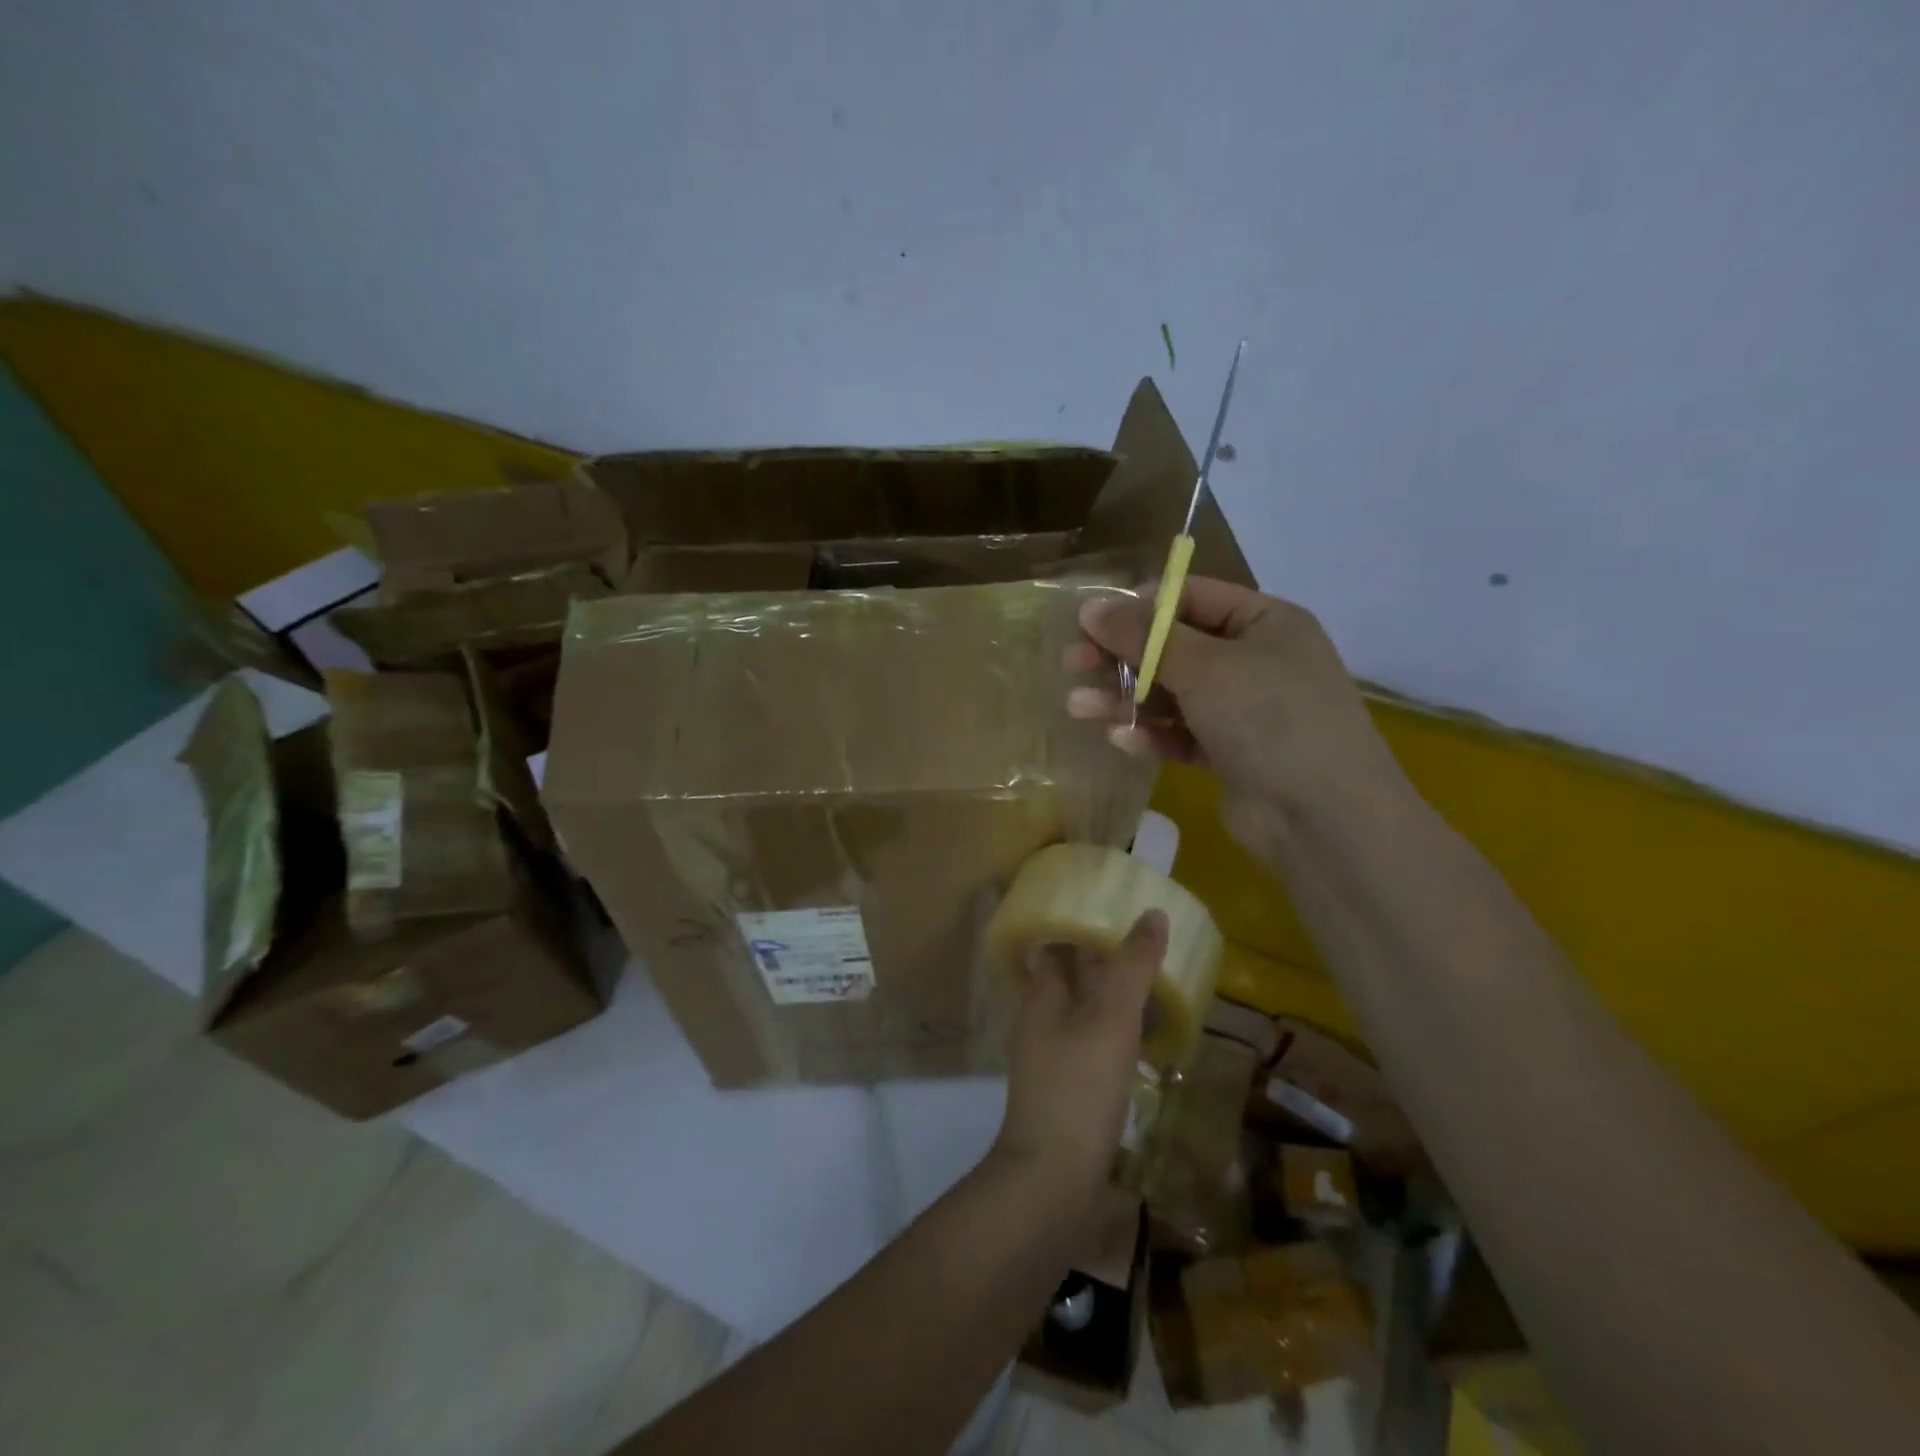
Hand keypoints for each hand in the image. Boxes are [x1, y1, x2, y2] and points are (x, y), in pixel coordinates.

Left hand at [993, 910, 1166, 1200]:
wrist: (1053, 1179)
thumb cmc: (1080, 1085)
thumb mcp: (1112, 1018)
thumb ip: (1132, 966)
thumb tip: (1151, 913)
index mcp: (1043, 992)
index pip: (1058, 942)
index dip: (1083, 923)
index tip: (1120, 908)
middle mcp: (1041, 1017)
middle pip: (1073, 975)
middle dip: (1106, 960)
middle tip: (1152, 946)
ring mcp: (1052, 1055)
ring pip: (1085, 1010)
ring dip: (1115, 997)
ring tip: (1158, 987)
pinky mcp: (1067, 1088)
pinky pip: (1093, 1044)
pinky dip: (1117, 1033)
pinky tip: (1146, 1041)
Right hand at [1063, 576, 1403, 856]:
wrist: (1323, 820)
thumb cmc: (1270, 721)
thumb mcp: (1206, 669)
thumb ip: (1145, 637)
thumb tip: (1091, 607)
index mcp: (1264, 623)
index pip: (1190, 598)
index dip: (1138, 608)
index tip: (1090, 623)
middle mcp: (1254, 660)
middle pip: (1173, 647)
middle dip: (1121, 657)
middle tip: (1070, 664)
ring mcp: (1242, 710)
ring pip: (1171, 694)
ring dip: (1125, 699)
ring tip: (1078, 708)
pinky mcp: (1229, 753)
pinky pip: (1181, 733)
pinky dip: (1151, 735)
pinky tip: (1119, 740)